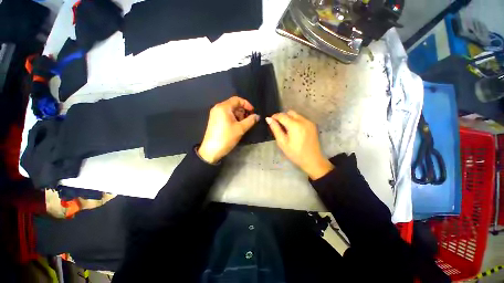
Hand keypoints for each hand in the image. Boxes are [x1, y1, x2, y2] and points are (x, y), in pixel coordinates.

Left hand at [198, 96, 258, 163]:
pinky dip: (233, 118)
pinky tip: (236, 126)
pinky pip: (226, 115)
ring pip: (230, 110)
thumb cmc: (226, 137)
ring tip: (243, 124)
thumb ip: (250, 120)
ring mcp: (215, 114)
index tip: (253, 112)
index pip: (237, 100)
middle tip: (248, 119)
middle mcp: (218, 108)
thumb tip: (257, 116)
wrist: (211, 150)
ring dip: (238, 115)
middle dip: (243, 111)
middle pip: (233, 105)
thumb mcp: (240, 129)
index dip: (247, 104)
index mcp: (223, 107)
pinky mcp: (215, 120)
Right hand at [266, 110, 333, 179]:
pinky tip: (294, 130)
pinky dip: (296, 121)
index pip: (282, 116)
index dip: (275, 116)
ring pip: (296, 115)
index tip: (270, 120)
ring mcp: (309, 122)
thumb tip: (268, 119)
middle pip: (290, 113)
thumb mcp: (282, 142)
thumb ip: (275, 129)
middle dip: (282, 117)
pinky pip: (302, 119)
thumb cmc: (295, 153)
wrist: (312, 160)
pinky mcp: (312, 125)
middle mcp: (303, 120)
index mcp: (295, 125)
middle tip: (278, 126)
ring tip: (286, 129)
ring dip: (289, 118)